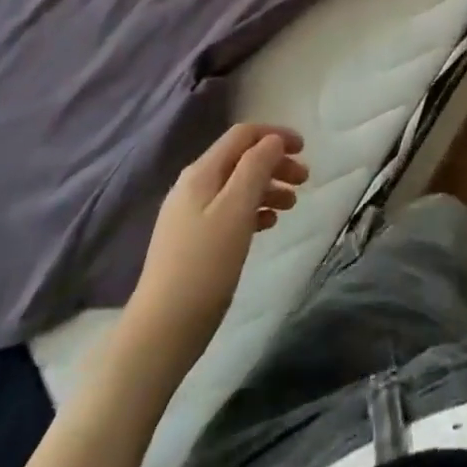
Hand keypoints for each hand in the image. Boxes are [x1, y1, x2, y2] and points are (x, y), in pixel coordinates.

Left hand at [126, 123, 308, 363]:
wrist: (162, 331)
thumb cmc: (205, 266)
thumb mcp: (236, 210)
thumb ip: (256, 168)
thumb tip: (272, 141)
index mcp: (202, 173)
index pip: (242, 135)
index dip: (275, 135)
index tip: (304, 150)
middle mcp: (193, 186)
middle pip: (241, 159)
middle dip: (275, 162)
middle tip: (305, 181)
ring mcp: (190, 215)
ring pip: (237, 186)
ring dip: (267, 187)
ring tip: (292, 205)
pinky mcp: (193, 241)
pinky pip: (230, 211)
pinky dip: (254, 210)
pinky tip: (268, 224)